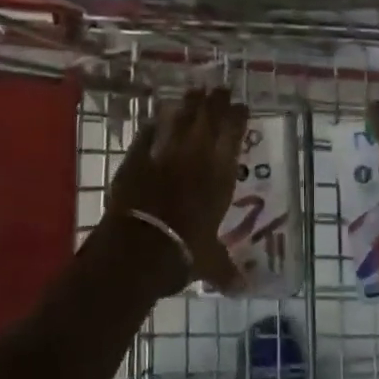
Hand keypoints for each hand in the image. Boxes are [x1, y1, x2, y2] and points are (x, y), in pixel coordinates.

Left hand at [105, 87, 247, 294]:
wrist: (140, 248)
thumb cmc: (184, 253)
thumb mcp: (210, 263)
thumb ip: (225, 270)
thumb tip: (243, 290)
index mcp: (220, 176)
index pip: (233, 134)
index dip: (237, 116)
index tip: (241, 105)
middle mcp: (196, 158)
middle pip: (207, 118)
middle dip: (214, 101)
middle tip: (219, 88)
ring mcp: (164, 155)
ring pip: (178, 120)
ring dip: (187, 105)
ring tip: (193, 93)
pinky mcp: (135, 160)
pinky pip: (146, 136)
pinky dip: (152, 126)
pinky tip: (155, 119)